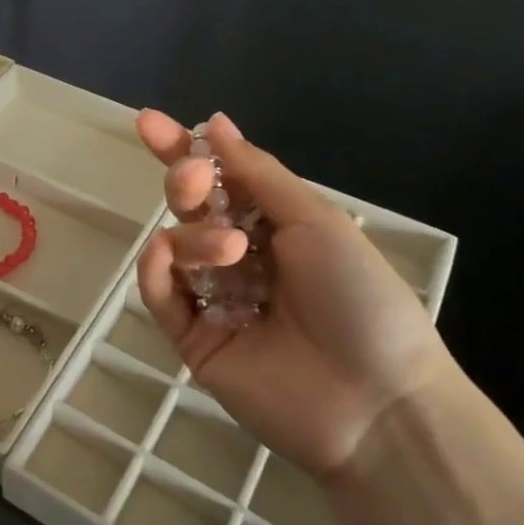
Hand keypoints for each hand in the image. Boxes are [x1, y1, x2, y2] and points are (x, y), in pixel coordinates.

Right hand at [134, 111, 455, 479]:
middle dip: (183, 183)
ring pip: (176, 248)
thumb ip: (256, 173)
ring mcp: (214, 300)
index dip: (183, 149)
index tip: (148, 122)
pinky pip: (161, 295)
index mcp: (275, 228)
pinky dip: (157, 270)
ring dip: (193, 236)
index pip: (219, 180)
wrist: (375, 402)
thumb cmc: (359, 298)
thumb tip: (214, 122)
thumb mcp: (315, 221)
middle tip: (191, 179)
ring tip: (230, 252)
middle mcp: (241, 259)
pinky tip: (167, 257)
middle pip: (190, 209)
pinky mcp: (193, 340)